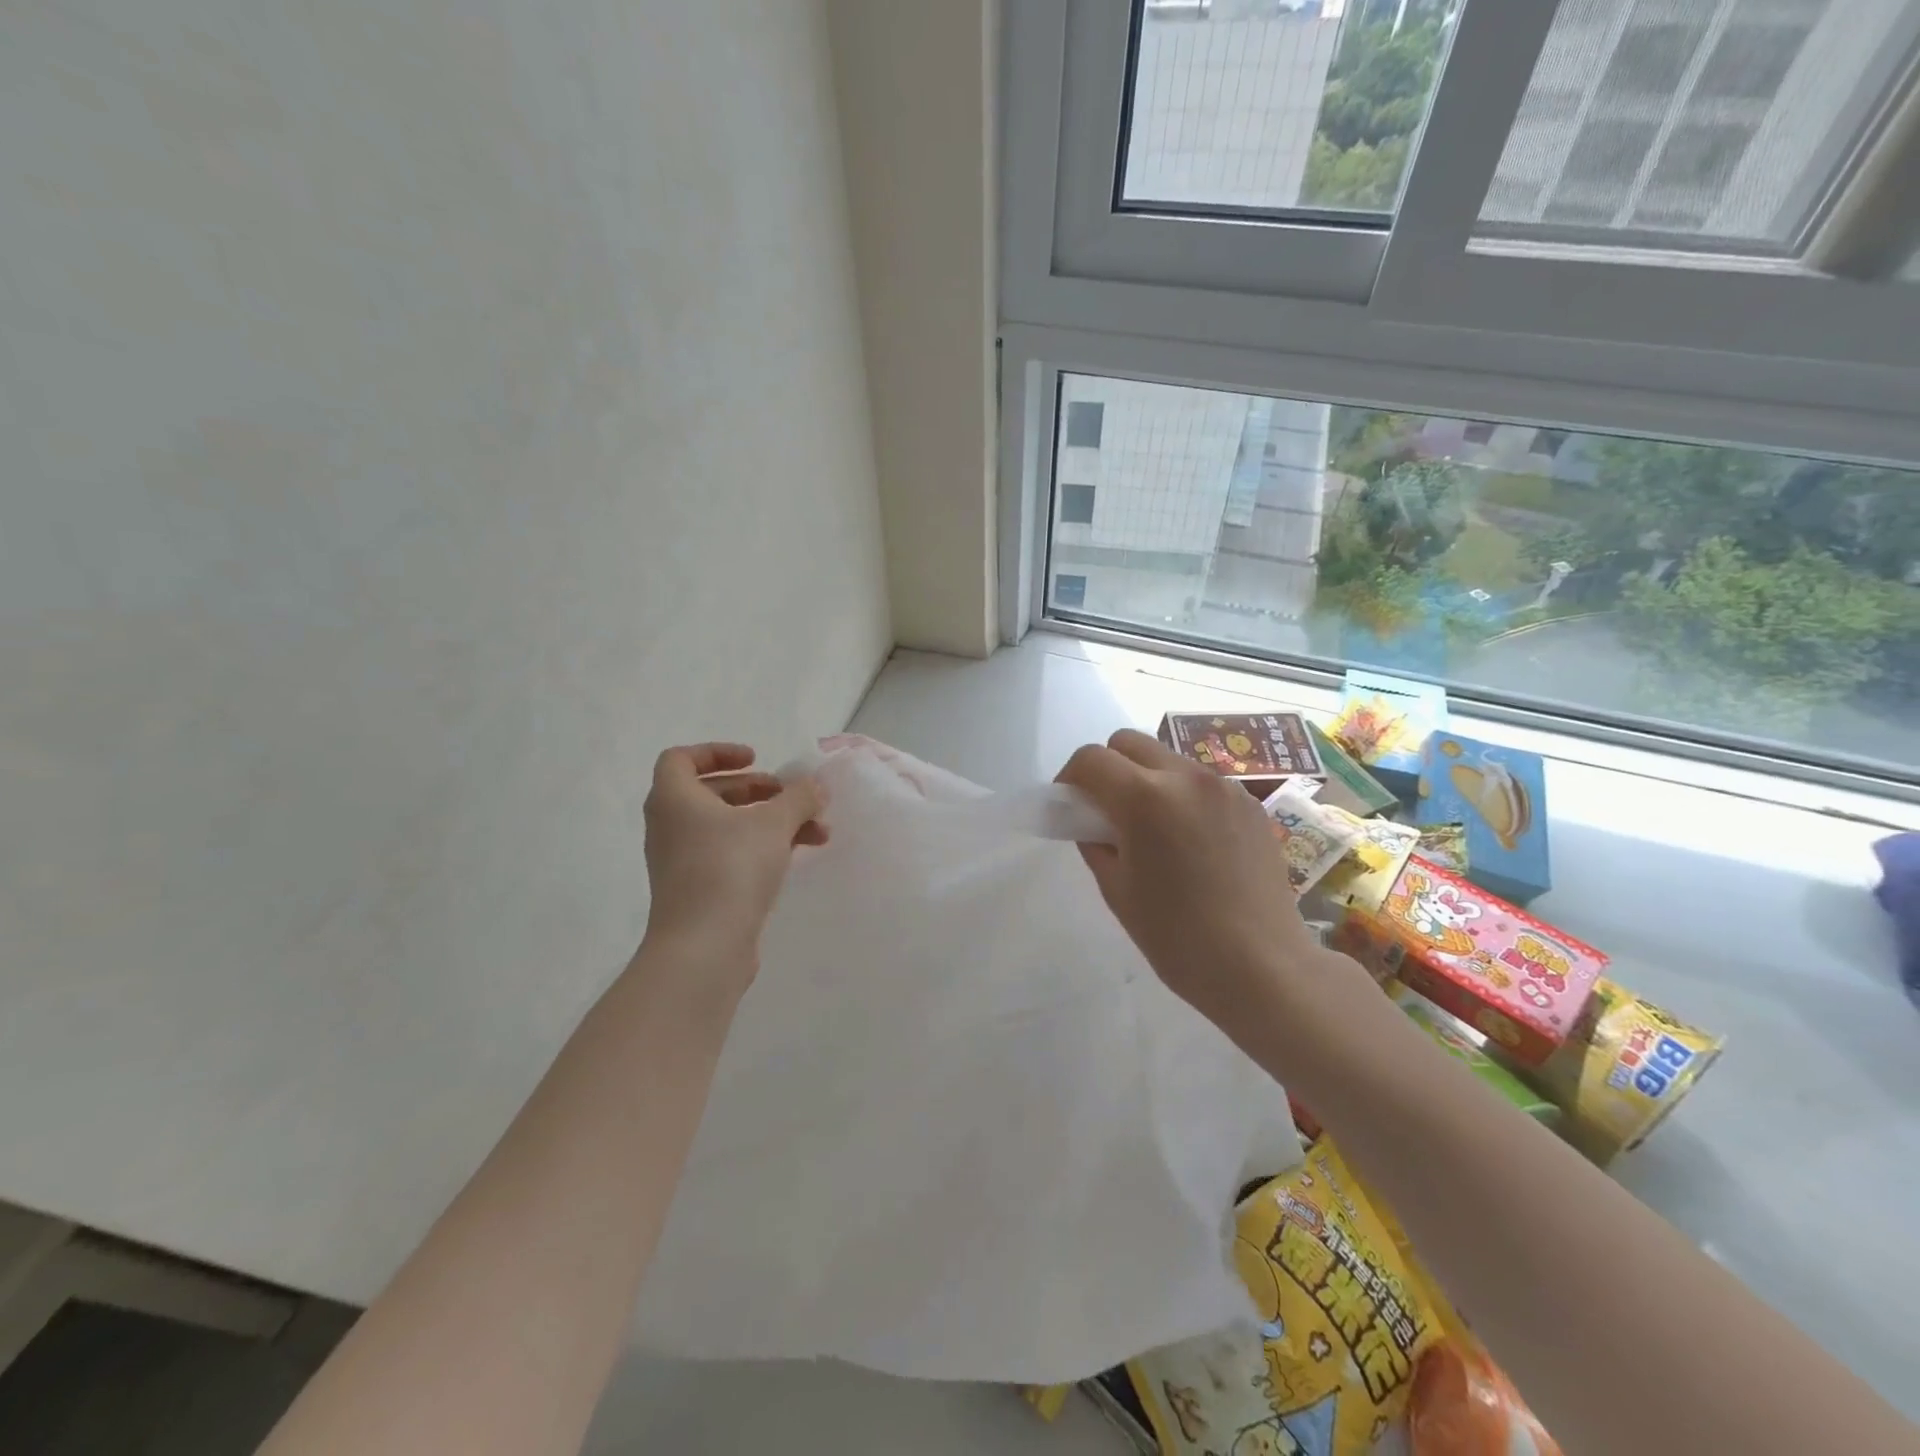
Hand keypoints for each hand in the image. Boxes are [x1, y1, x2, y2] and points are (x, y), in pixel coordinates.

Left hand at [640, 742, 826, 982]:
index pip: (681, 759)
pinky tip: (798, 856)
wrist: (703, 948)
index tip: (755, 759)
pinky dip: (761, 848)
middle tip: (790, 795)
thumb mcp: (774, 823)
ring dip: (770, 822)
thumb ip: (799, 797)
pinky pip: (730, 855)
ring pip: (727, 827)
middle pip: (712, 793)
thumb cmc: (730, 869)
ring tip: (816, 831)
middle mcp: (671, 827)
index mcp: (674, 799)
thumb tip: (816, 785)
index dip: (717, 752)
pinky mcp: (698, 891)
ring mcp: (682, 862)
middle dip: (757, 790)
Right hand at [1056, 729, 1335, 1031]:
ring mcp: (1224, 787)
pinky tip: (1191, 842)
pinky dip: (1183, 797)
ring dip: (1147, 779)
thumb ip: (1095, 842)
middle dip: (1107, 767)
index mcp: (1145, 799)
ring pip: (1168, 759)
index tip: (1068, 804)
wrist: (1262, 967)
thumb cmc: (1177, 937)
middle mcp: (1186, 777)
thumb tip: (1092, 823)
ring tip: (1153, 828)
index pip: (1091, 759)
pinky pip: (1203, 783)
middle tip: (1105, 809)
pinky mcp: (1250, 804)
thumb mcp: (1117, 891)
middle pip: (1129, 742)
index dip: (1069, 777)